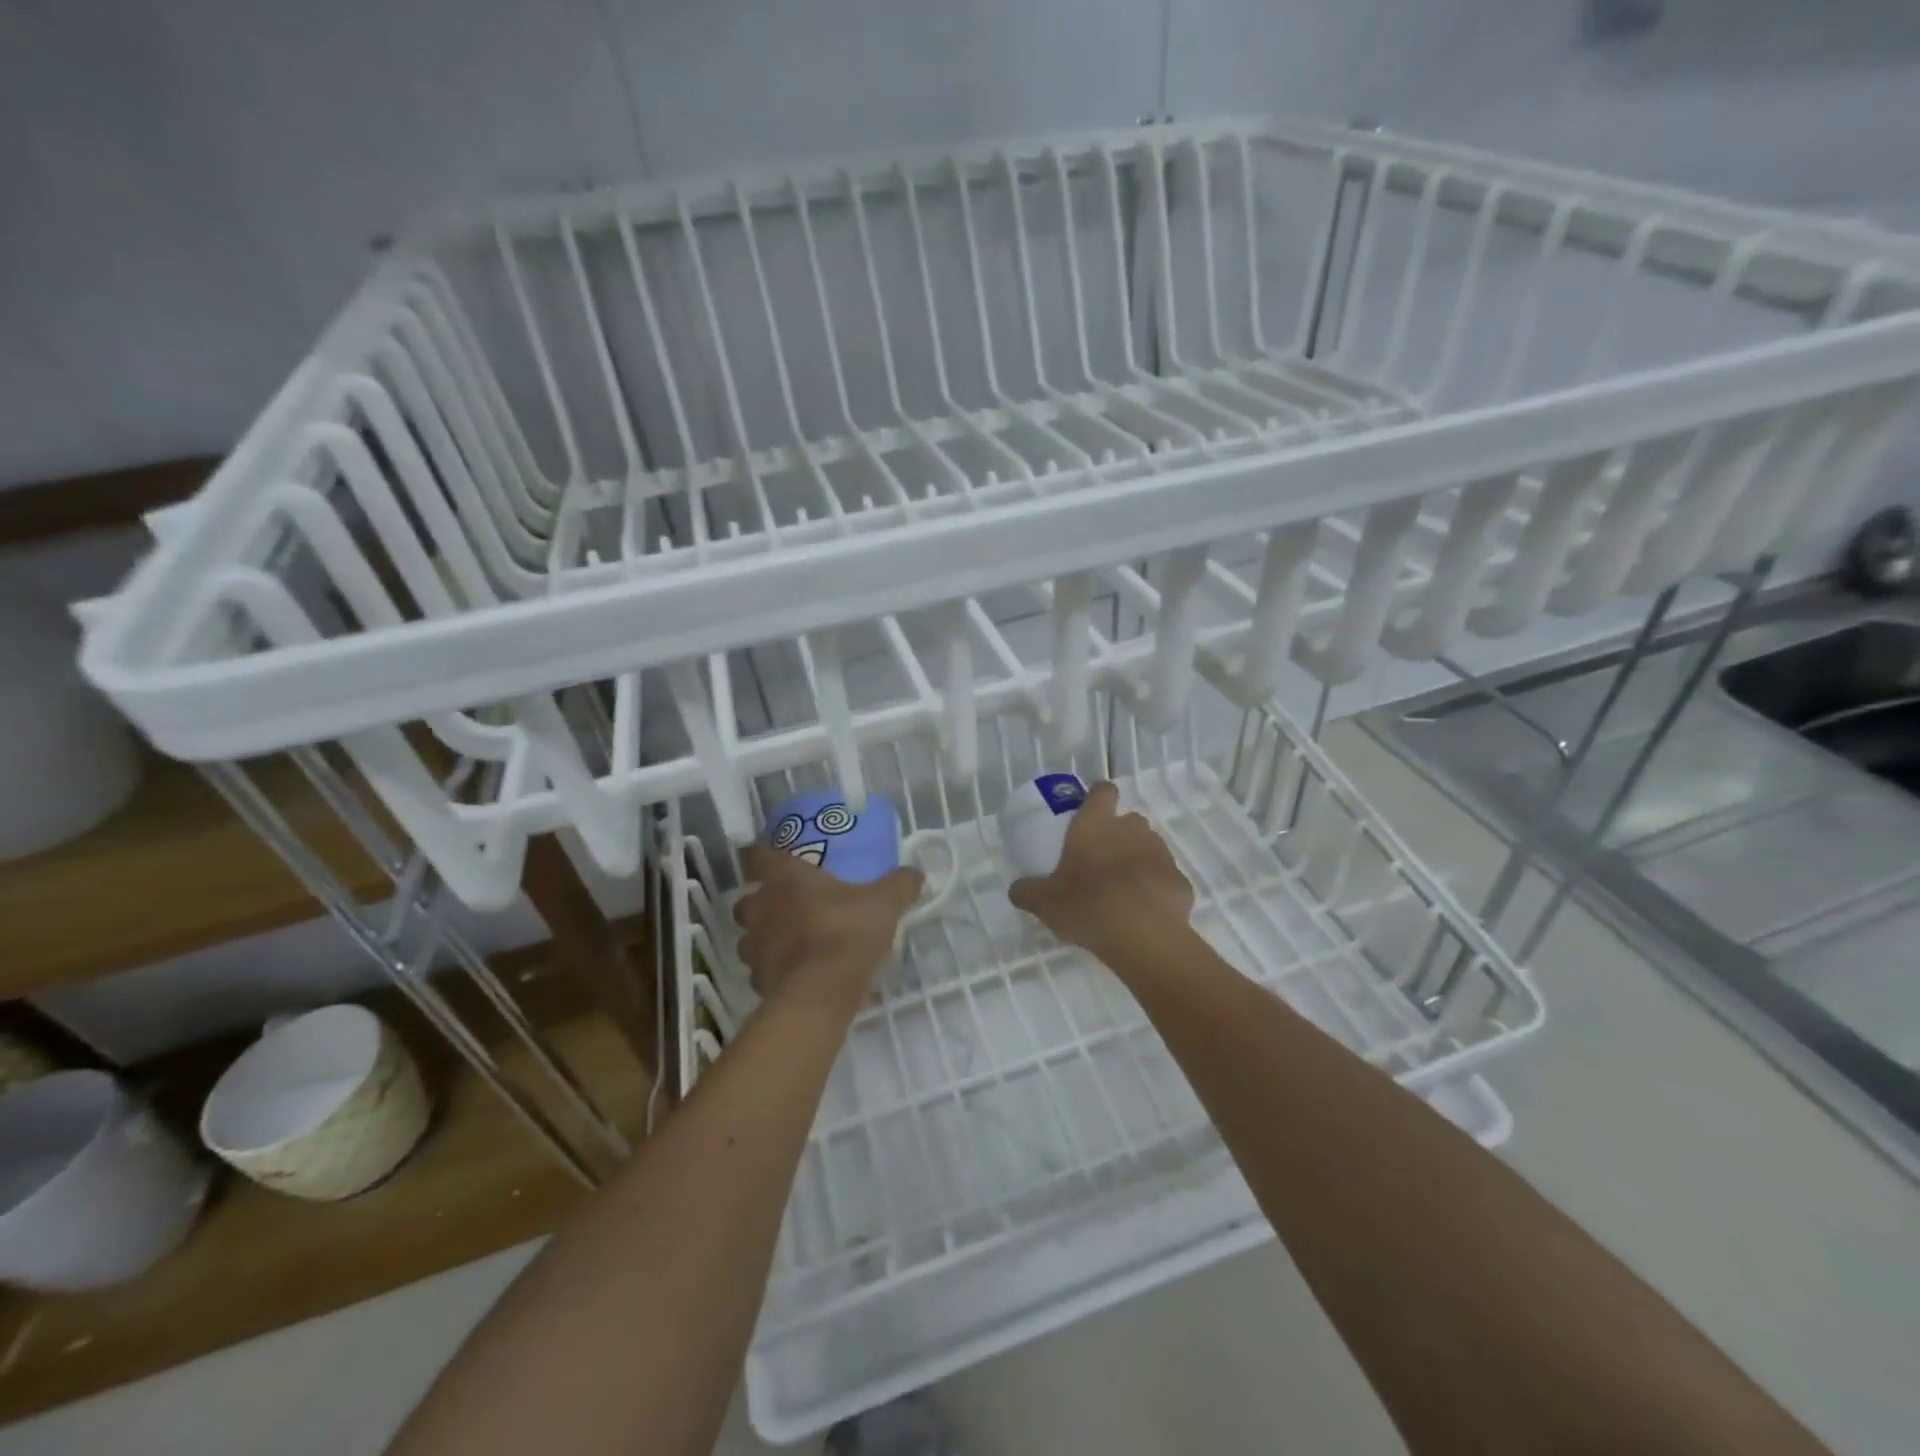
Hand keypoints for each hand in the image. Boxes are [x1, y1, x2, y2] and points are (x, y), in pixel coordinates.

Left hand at [734, 842, 923, 1009]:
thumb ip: (900, 884)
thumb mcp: (885, 903)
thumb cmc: (847, 932)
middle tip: (785, 902)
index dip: (758, 852)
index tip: (769, 853)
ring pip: (749, 935)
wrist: (822, 992)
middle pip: (746, 898)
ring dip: (763, 935)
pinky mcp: (758, 979)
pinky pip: (760, 969)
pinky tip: (795, 972)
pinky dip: (773, 968)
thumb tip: (916, 872)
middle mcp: (762, 907)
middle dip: (760, 899)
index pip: (756, 855)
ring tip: (790, 940)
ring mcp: (755, 945)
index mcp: (785, 878)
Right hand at [1007, 781, 1194, 969]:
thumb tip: (1016, 889)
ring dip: (1138, 860)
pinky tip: (1145, 911)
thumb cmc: (1087, 905)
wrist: (1142, 935)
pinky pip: (1165, 878)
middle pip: (1128, 820)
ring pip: (1149, 847)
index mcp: (1095, 824)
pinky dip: (1156, 888)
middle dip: (1118, 834)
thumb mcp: (1044, 902)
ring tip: (1123, 889)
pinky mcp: (1180, 879)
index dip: (1098, 796)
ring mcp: (1161, 852)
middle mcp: (1131, 829)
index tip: (1090, 810)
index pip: (1103, 791)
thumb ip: (1027, 891)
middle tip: (1101, 860)